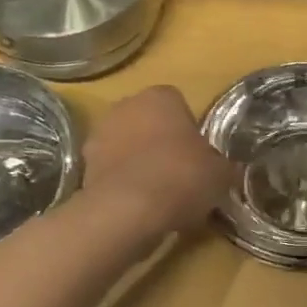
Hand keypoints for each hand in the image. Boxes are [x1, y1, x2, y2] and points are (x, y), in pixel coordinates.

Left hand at [81, 85, 235, 246]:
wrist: (129, 210)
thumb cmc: (182, 178)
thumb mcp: (220, 174)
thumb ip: (221, 165)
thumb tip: (223, 170)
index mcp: (160, 97)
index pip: (178, 104)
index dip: (188, 130)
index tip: (197, 156)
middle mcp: (125, 106)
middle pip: (147, 122)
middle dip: (159, 142)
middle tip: (179, 174)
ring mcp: (99, 135)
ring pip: (126, 146)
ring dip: (137, 162)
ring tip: (157, 195)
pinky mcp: (83, 166)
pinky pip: (110, 171)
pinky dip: (121, 183)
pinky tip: (137, 206)